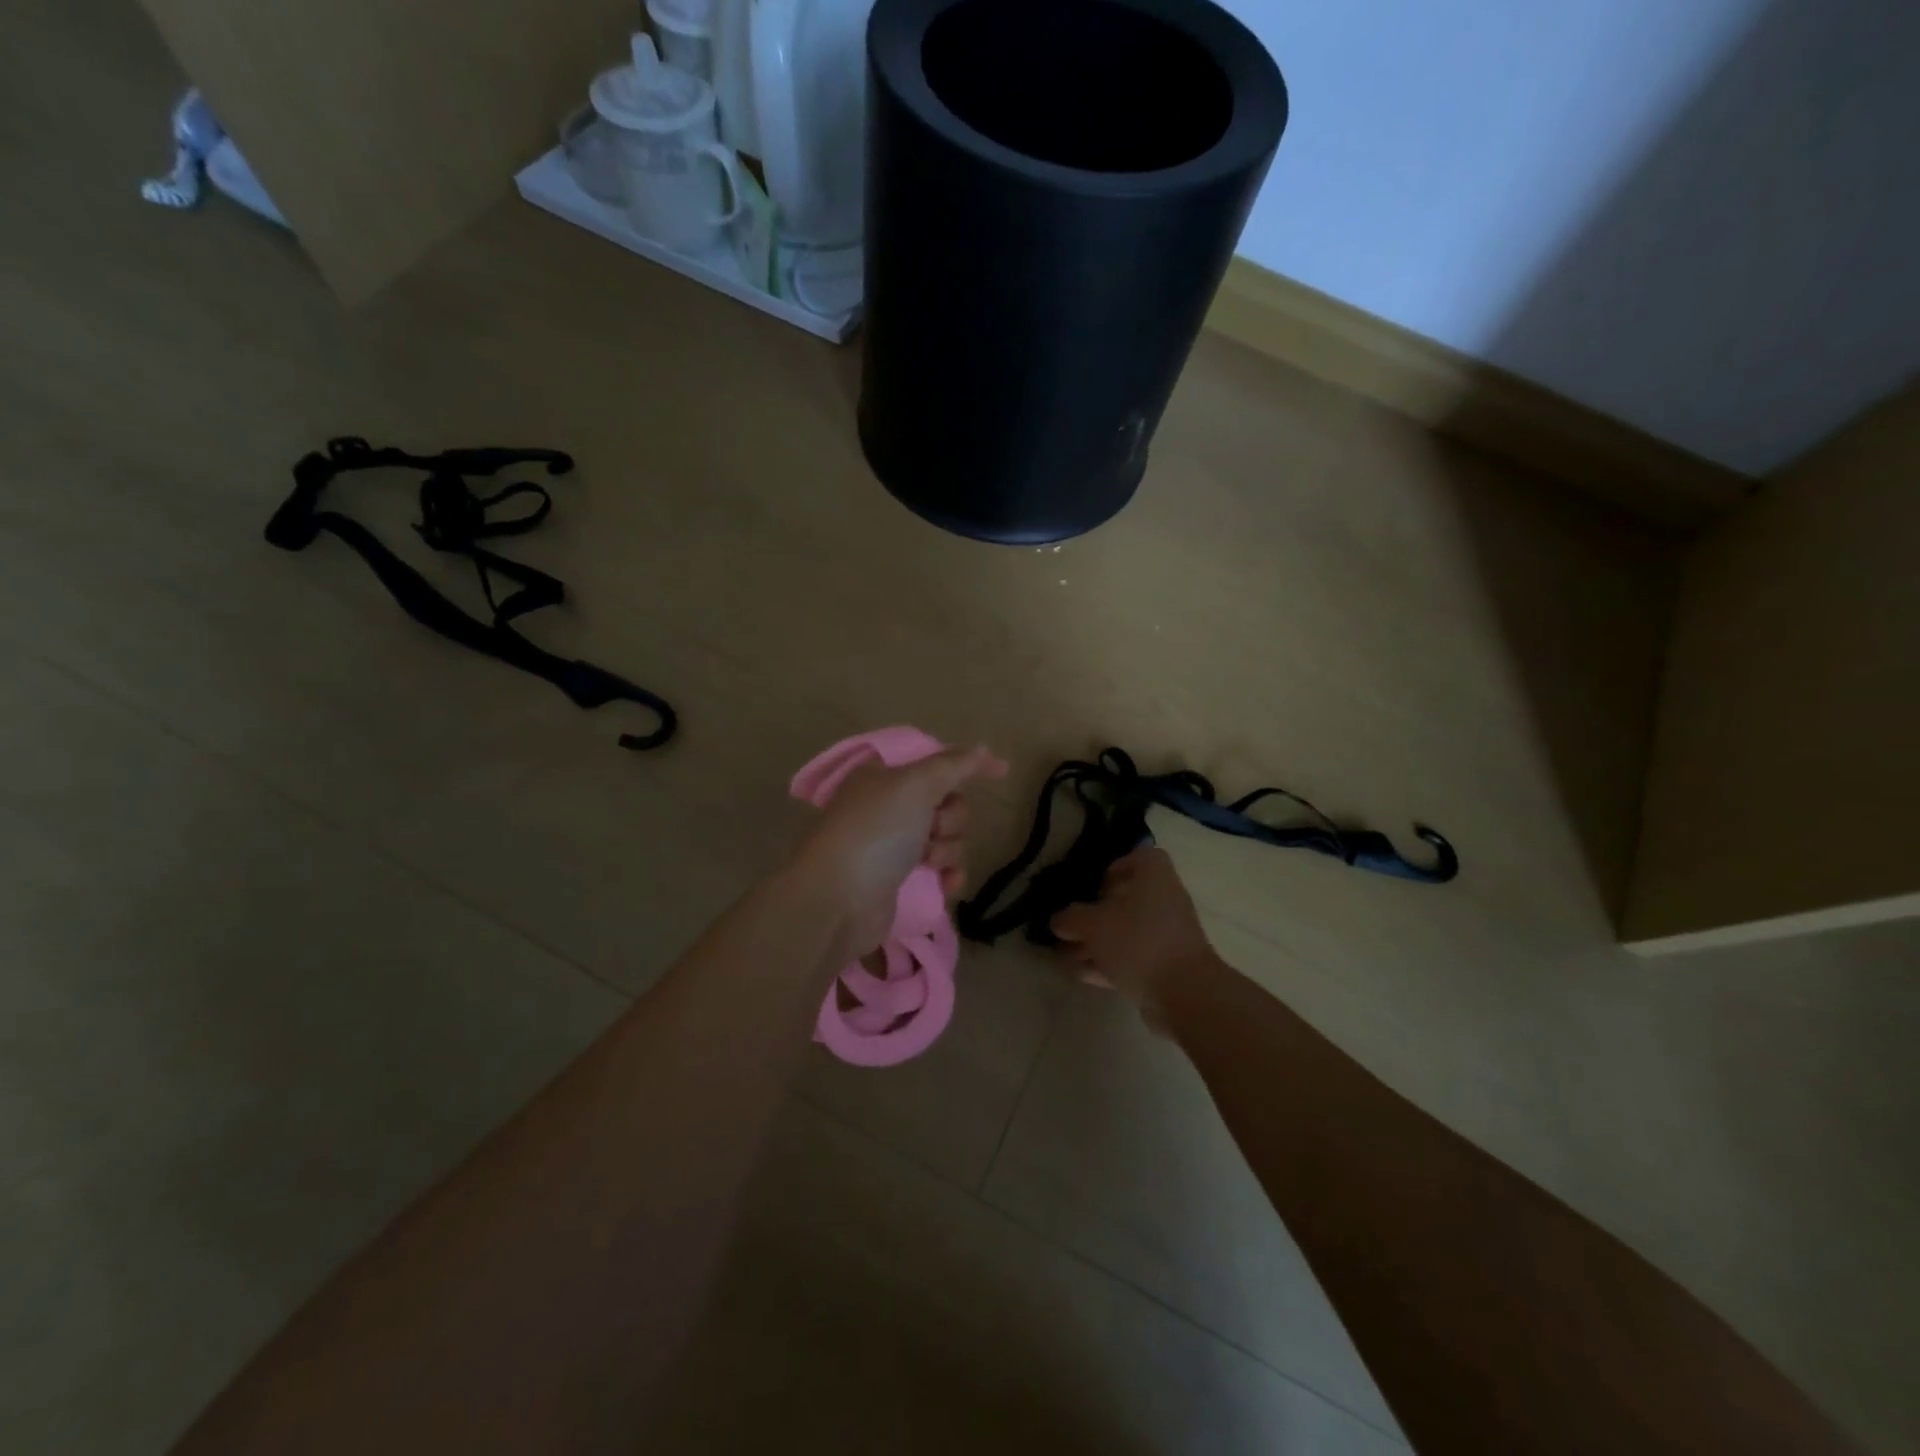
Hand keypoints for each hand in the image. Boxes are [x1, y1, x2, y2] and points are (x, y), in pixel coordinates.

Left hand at [792, 744, 1007, 956]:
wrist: (838, 900)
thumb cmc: (875, 832)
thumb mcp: (915, 785)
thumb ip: (953, 765)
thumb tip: (984, 750)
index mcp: (885, 776)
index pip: (936, 762)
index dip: (967, 766)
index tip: (1002, 772)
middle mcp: (888, 807)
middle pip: (947, 802)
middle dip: (951, 819)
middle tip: (932, 828)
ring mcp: (893, 846)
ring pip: (947, 838)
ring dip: (948, 849)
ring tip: (928, 862)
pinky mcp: (900, 881)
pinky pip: (941, 870)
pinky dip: (948, 875)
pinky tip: (947, 884)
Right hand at [1050, 847, 1218, 1017]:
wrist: (1186, 993)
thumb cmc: (1139, 942)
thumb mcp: (1094, 925)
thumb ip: (1072, 918)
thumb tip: (1059, 919)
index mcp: (1154, 877)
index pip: (1140, 857)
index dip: (1116, 867)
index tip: (1093, 884)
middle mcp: (1165, 901)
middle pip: (1127, 900)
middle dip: (1095, 914)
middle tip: (1068, 926)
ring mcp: (1169, 936)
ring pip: (1127, 932)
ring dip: (1097, 943)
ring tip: (1066, 954)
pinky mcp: (1168, 966)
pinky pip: (1133, 958)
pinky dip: (1109, 963)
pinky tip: (1082, 975)